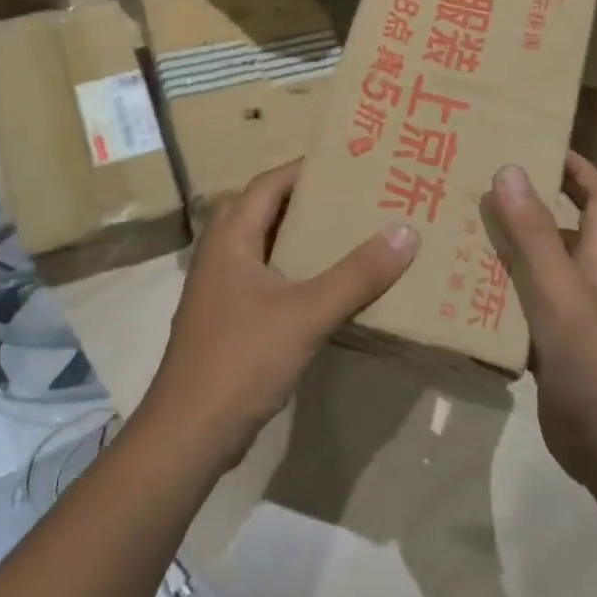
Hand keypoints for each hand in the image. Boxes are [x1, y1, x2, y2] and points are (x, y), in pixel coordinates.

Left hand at [140, 160, 419, 470]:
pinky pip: (269, 280)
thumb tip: (406, 231)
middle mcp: (221, 254)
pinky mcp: (229, 319)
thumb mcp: (306, 313)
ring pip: (268, 247)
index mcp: (230, 237)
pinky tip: (331, 286)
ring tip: (353, 234)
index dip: (306, 169)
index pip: (269, 183)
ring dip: (304, 239)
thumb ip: (357, 274)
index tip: (351, 164)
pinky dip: (298, 273)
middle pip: (267, 211)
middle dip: (310, 202)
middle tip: (358, 198)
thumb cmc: (242, 359)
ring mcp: (222, 289)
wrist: (190, 432)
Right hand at [488, 155, 596, 490]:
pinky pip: (517, 312)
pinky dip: (493, 299)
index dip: (577, 168)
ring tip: (456, 233)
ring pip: (533, 271)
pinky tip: (458, 295)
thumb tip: (511, 169)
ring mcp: (568, 318)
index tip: (539, 144)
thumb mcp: (558, 289)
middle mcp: (586, 281)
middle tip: (476, 187)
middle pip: (559, 230)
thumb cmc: (593, 360)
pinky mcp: (550, 350)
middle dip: (525, 206)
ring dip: (503, 252)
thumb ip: (533, 233)